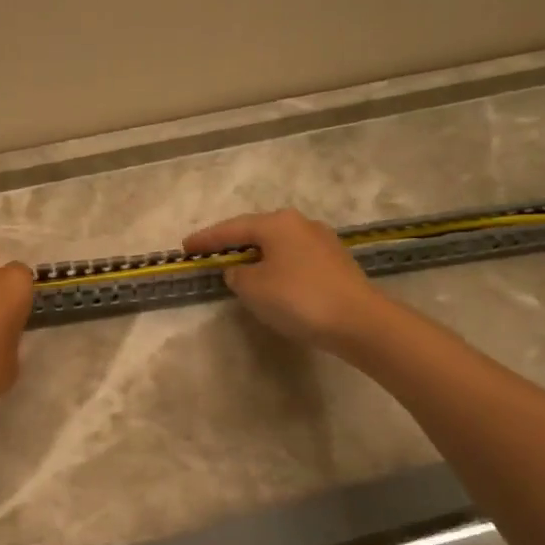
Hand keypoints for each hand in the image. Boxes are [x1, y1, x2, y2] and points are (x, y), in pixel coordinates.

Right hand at [183, 209, 383, 353]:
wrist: (359, 321)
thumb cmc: (298, 298)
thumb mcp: (253, 288)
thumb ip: (237, 275)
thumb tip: (240, 270)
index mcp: (276, 223)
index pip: (231, 228)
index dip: (206, 239)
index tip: (185, 247)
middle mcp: (300, 223)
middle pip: (257, 231)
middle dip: (233, 243)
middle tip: (210, 254)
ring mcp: (322, 241)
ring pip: (278, 245)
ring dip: (257, 256)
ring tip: (240, 269)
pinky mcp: (336, 262)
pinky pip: (294, 259)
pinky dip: (277, 266)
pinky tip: (272, 280)